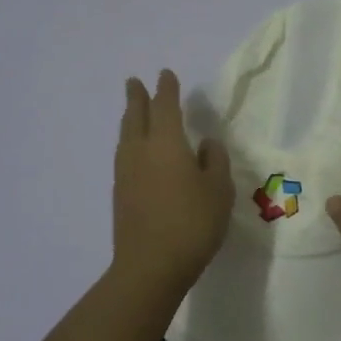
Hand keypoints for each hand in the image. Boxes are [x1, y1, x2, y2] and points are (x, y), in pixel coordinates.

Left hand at [113, 70, 233, 289]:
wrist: (151, 266)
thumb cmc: (193, 223)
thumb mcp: (219, 190)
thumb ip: (214, 160)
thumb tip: (205, 144)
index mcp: (166, 143)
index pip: (165, 107)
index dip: (166, 89)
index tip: (165, 74)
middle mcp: (140, 151)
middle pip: (135, 116)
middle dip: (137, 97)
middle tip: (133, 82)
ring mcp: (126, 173)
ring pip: (125, 136)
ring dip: (130, 119)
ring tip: (133, 112)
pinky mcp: (120, 194)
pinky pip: (124, 155)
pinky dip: (130, 142)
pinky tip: (137, 152)